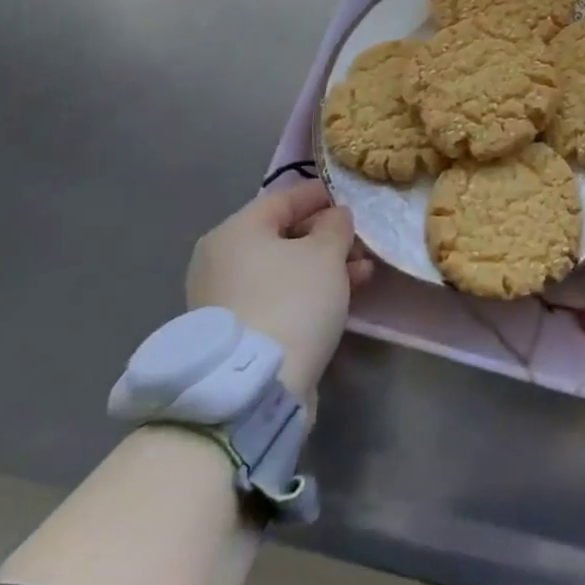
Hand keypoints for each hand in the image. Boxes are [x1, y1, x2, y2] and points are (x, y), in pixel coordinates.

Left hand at [185, 179, 373, 405]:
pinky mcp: (235, 331)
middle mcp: (221, 260)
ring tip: (363, 273)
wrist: (253, 388)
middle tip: (361, 244)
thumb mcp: (326, 253)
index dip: (322, 195)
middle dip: (327, 237)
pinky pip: (277, 297)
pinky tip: (341, 297)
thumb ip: (336, 225)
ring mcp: (224, 298)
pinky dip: (307, 292)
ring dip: (323, 267)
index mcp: (235, 230)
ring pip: (284, 269)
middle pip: (284, 235)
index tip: (351, 199)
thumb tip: (334, 217)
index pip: (285, 198)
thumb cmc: (291, 301)